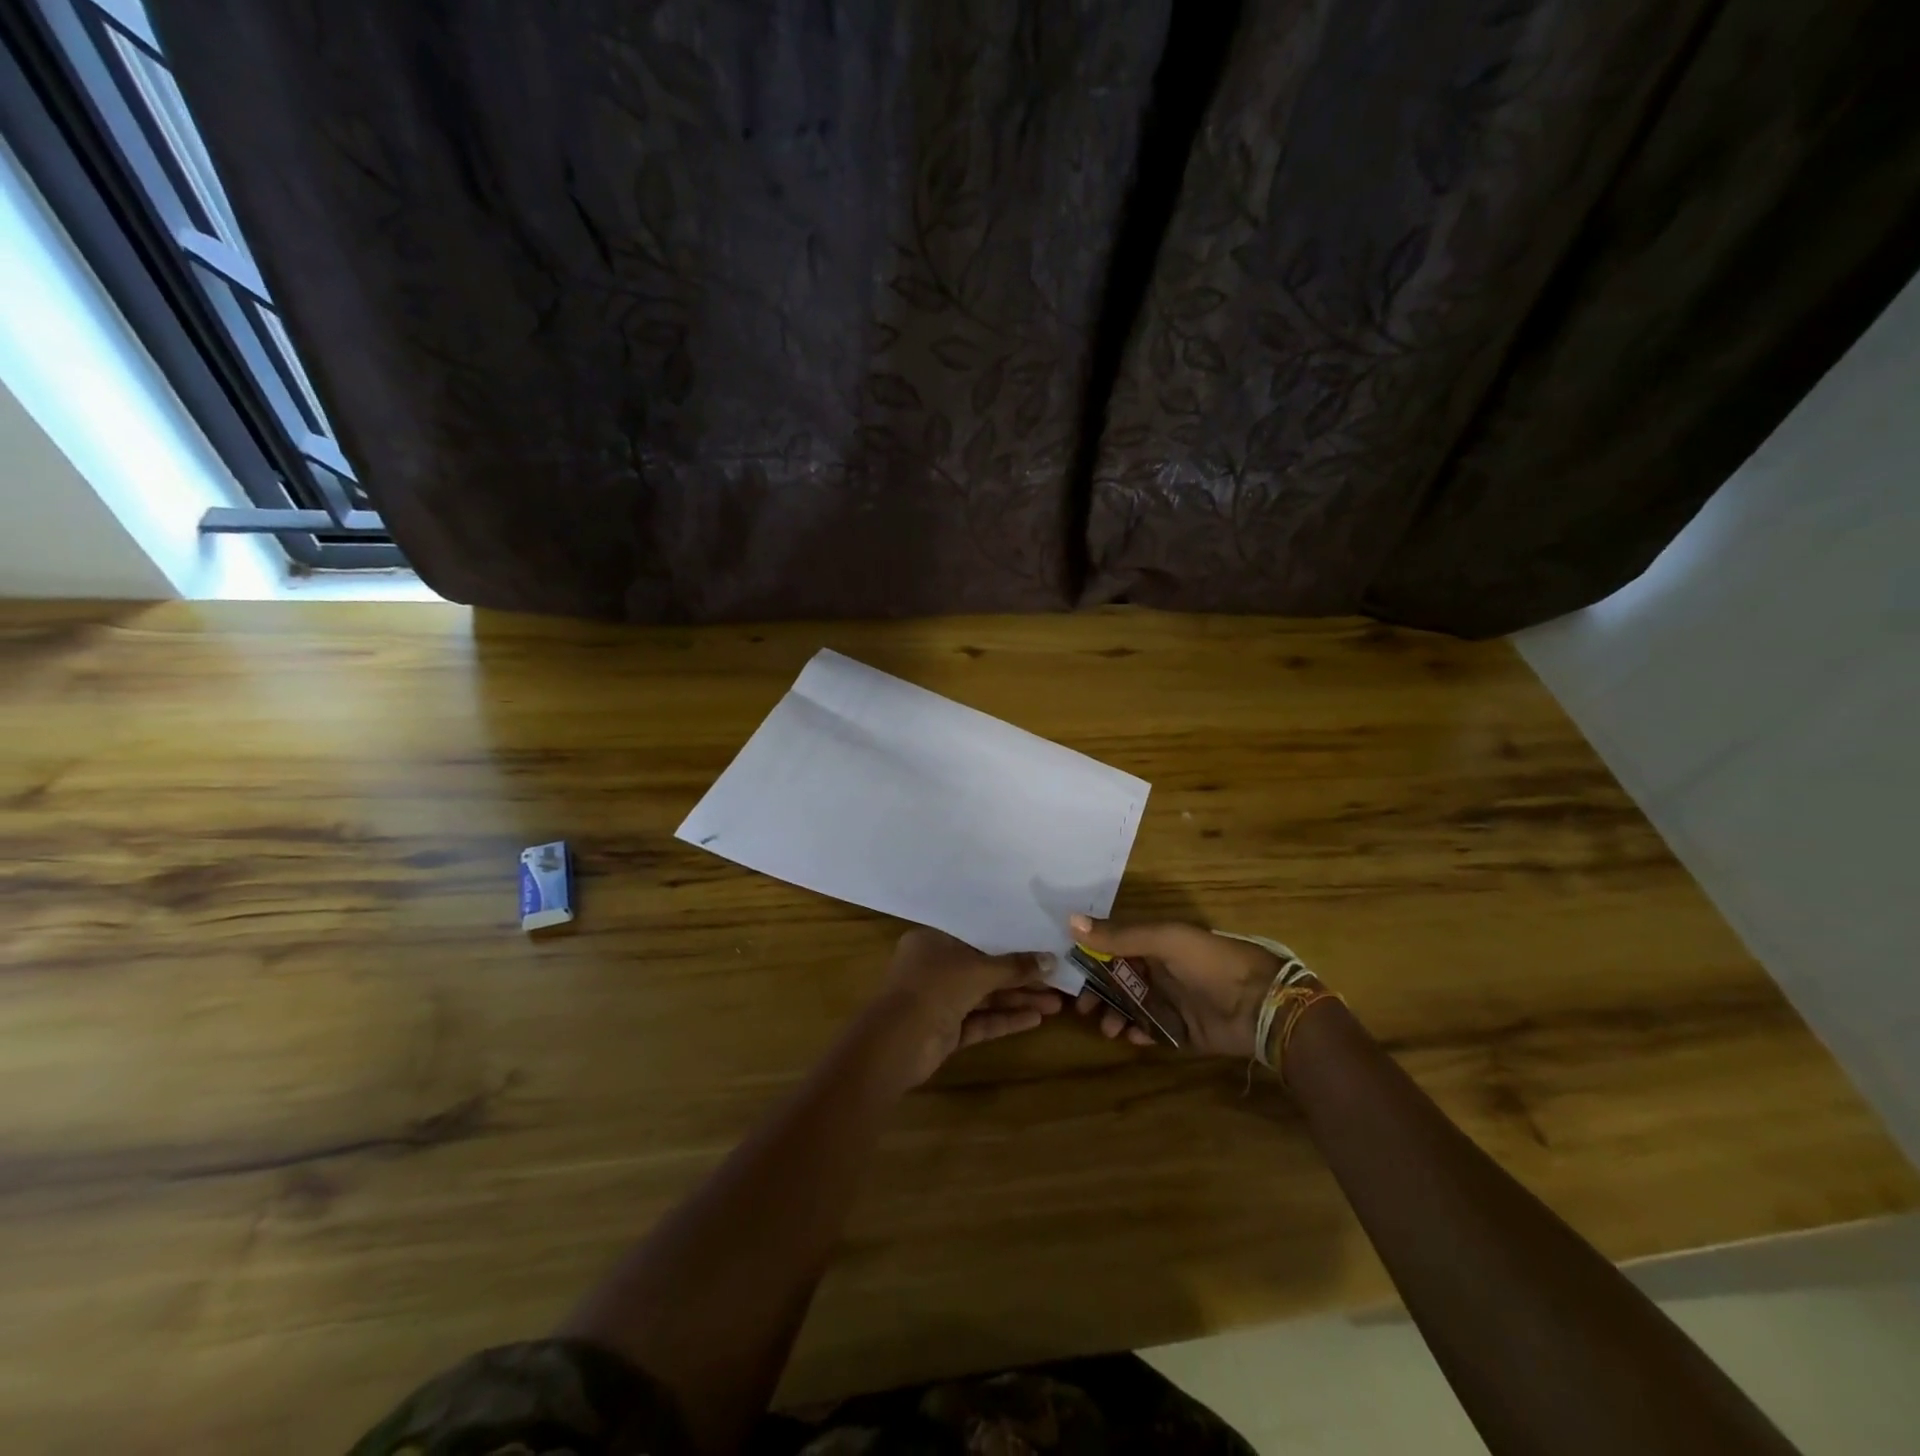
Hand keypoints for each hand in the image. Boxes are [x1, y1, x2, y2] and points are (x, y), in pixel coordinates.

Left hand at [869, 928, 1062, 1085]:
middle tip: (1057, 979)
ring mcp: (940, 1000)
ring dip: (1018, 999)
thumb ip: (1015, 966)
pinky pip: (980, 1020)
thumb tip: (1051, 960)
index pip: (976, 936)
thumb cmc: (935, 988)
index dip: (1008, 940)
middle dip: (1020, 976)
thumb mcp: (978, 971)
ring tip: (1057, 1003)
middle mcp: (935, 967)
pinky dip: (1005, 1019)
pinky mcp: (946, 1030)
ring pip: (985, 996)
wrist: (897, 1043)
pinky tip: (1036, 1019)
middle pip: (984, 968)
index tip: (1039, 942)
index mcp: (933, 941)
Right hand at [1067, 915, 1283, 1058]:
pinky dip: (1138, 1035)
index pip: (1113, 947)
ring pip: (1131, 1009)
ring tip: (1109, 1029)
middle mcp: (1160, 971)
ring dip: (1115, 1016)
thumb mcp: (1165, 941)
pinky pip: (1152, 1033)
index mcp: (1156, 944)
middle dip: (1098, 993)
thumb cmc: (1211, 964)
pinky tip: (1132, 1038)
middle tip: (1083, 1008)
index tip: (1069, 973)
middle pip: (1118, 981)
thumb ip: (1119, 935)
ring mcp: (1172, 1002)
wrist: (1262, 1006)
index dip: (1090, 958)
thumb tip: (1070, 921)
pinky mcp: (1183, 1032)